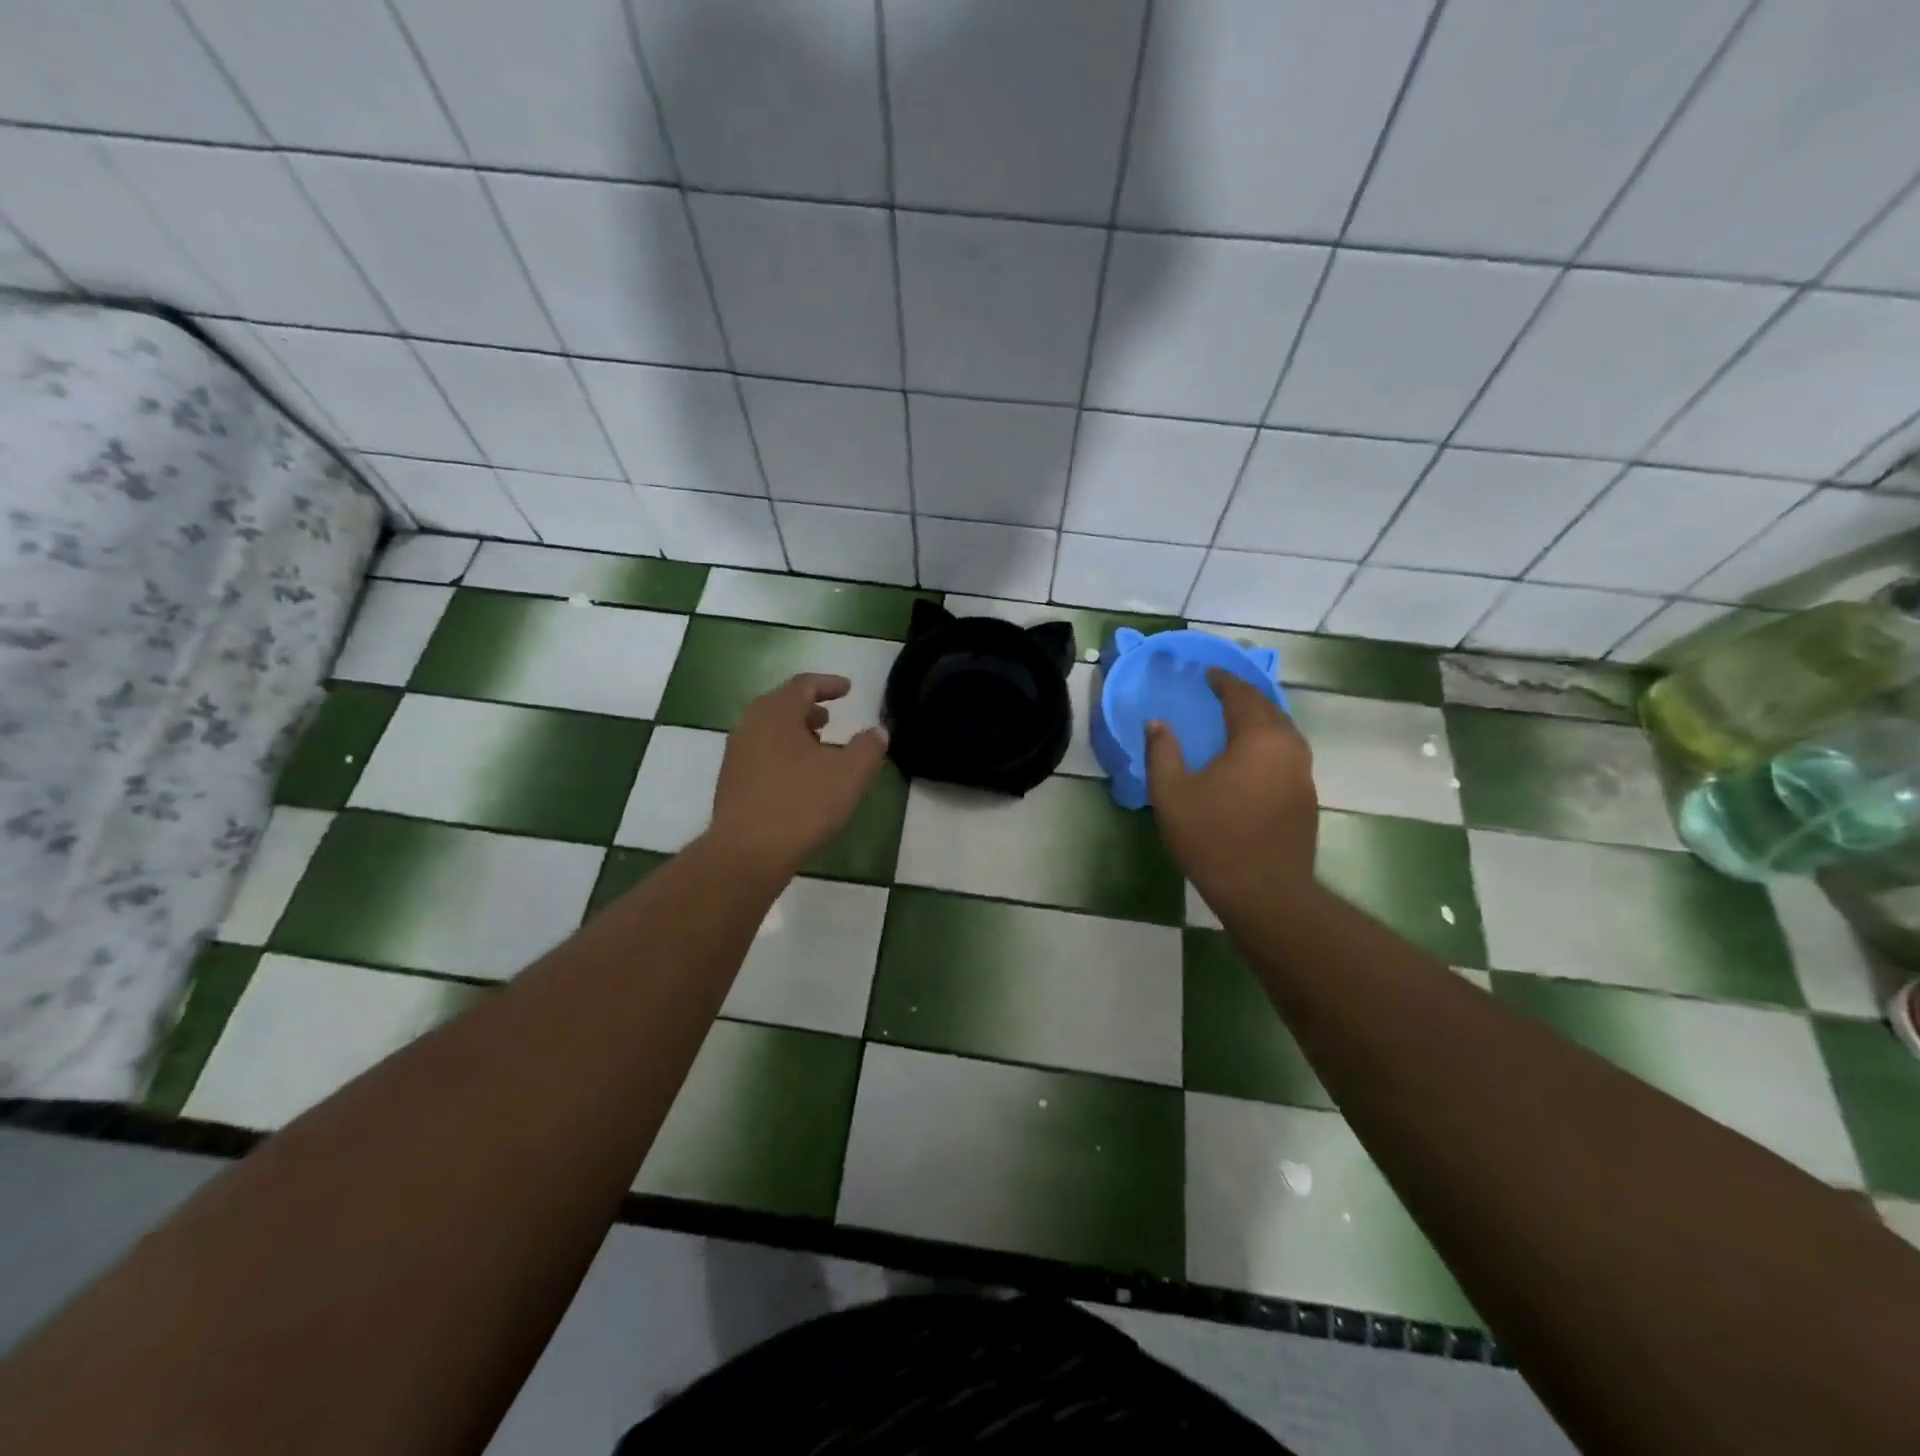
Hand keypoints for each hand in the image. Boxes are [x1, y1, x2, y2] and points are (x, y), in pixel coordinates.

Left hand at [708, 673, 888, 872]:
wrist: (748, 853)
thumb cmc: (802, 804)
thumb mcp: (850, 774)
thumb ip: (868, 747)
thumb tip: (878, 731)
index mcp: (776, 713)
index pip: (803, 685)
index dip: (828, 684)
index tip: (848, 689)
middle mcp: (750, 726)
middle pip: (781, 705)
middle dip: (808, 708)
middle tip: (831, 716)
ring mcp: (736, 755)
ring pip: (769, 731)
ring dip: (795, 732)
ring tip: (820, 747)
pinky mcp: (731, 781)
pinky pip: (761, 754)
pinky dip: (783, 753)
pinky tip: (800, 778)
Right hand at [1146, 667, 1317, 906]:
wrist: (1265, 892)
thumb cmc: (1213, 838)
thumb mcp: (1171, 794)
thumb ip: (1162, 752)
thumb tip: (1157, 723)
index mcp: (1257, 738)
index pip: (1242, 695)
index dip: (1224, 680)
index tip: (1208, 672)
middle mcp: (1288, 747)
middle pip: (1269, 708)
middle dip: (1245, 695)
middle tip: (1222, 690)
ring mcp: (1303, 773)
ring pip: (1284, 731)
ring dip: (1261, 718)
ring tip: (1238, 718)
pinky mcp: (1306, 797)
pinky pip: (1288, 753)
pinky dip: (1270, 742)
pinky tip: (1253, 756)